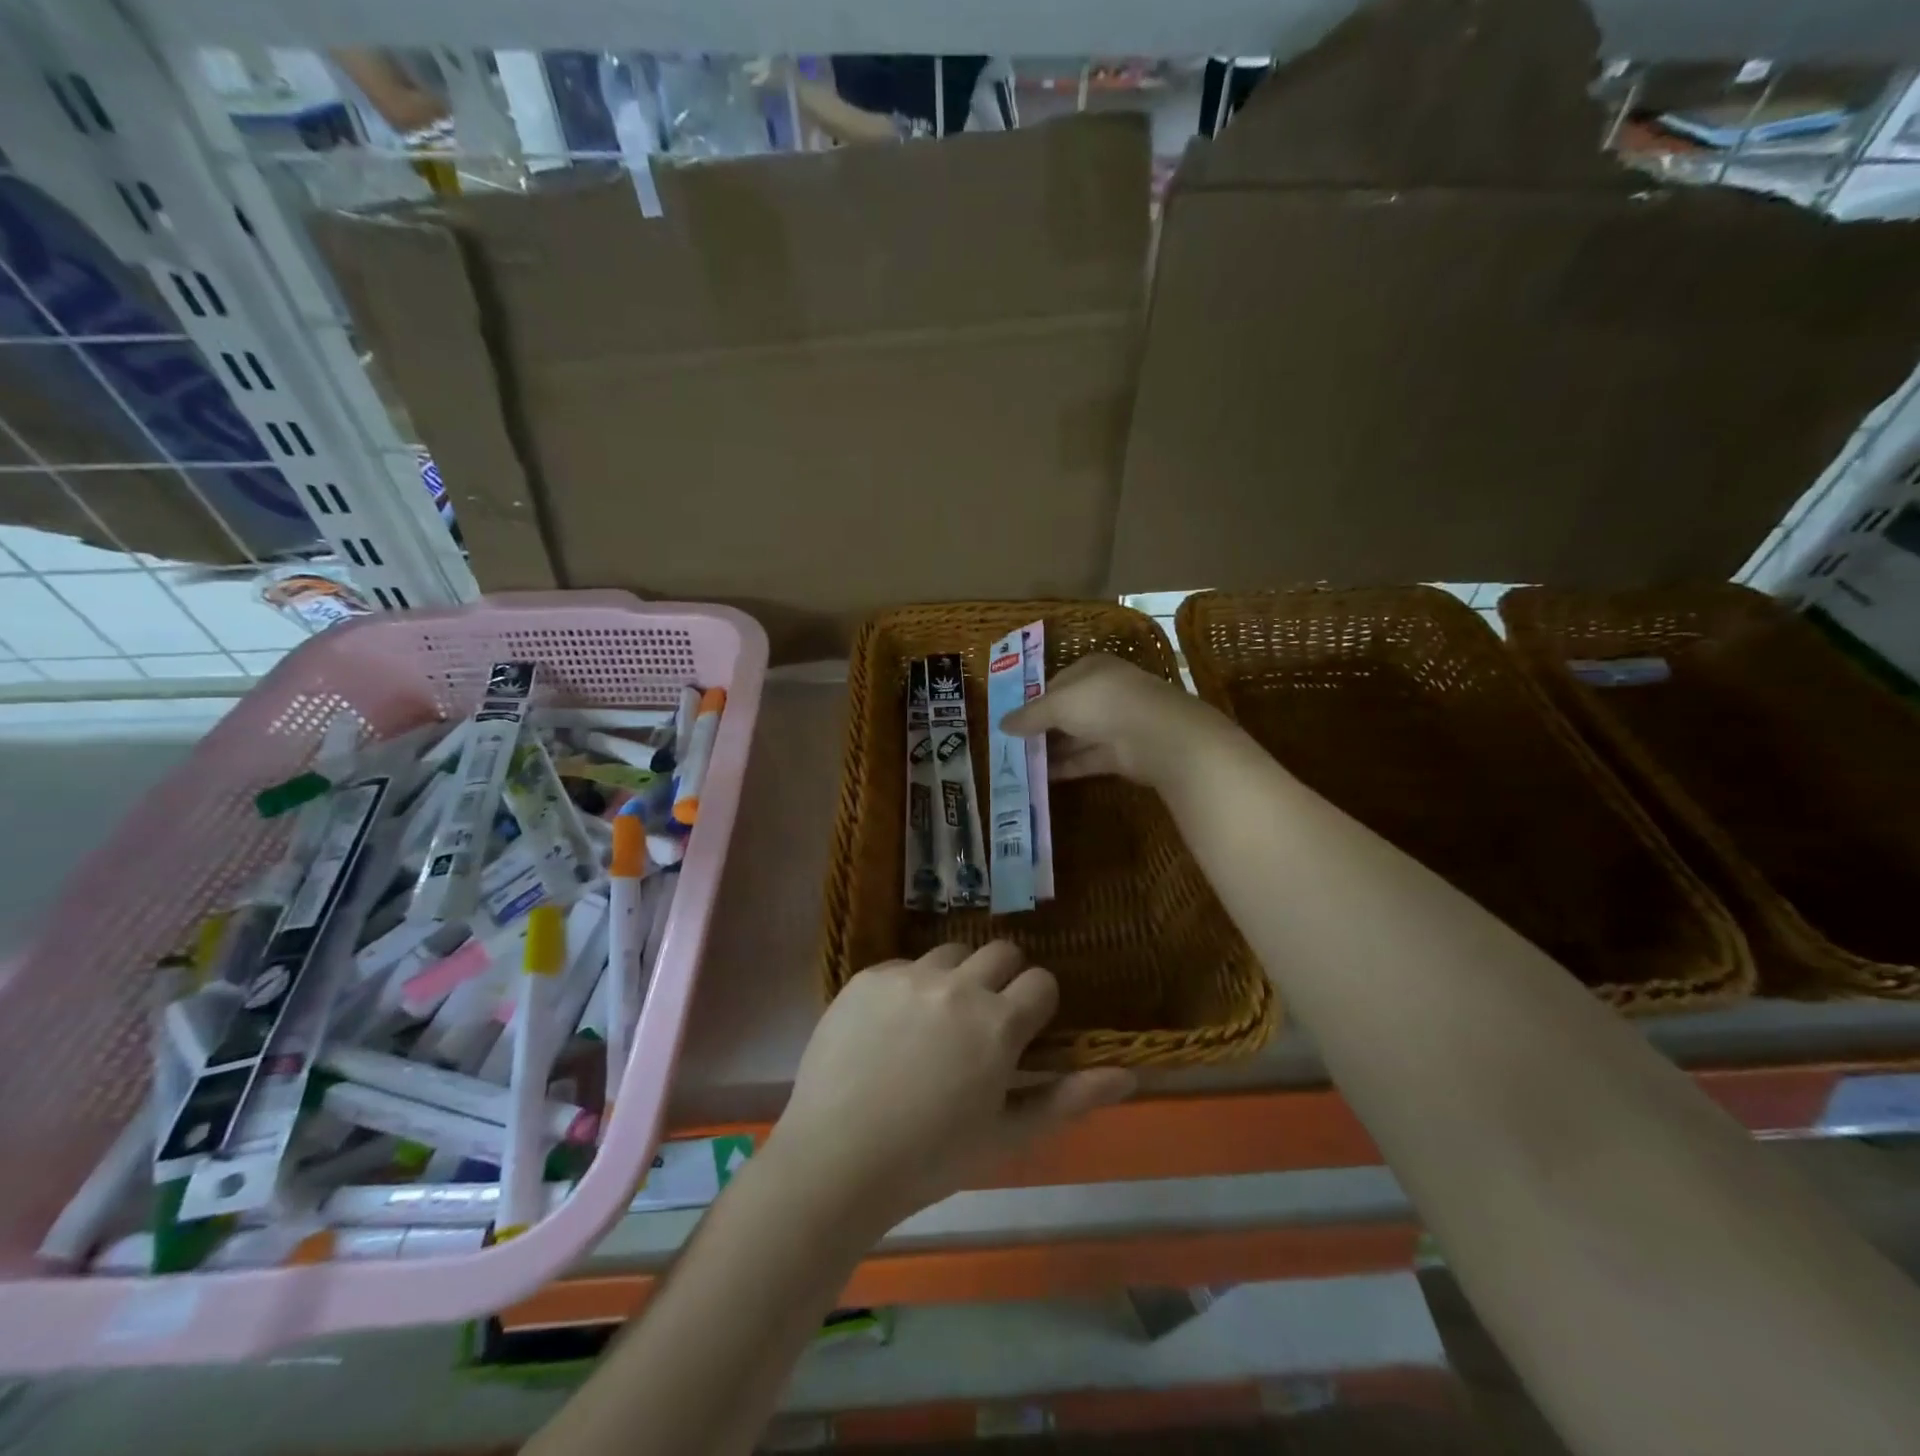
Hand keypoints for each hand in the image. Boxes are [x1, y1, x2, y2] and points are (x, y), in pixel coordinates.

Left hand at [767, 943, 1135, 1239]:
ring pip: (951, 954)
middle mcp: (958, 985)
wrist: (835, 1159)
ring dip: (956, 979)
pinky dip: (909, 988)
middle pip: (1001, 952)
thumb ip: (1068, 1098)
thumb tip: (1128, 1075)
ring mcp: (909, 975)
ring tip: (936, 1025)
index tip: (1024, 1031)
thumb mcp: (1007, 1135)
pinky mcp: (868, 976)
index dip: (1038, 1005)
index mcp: (997, 1023)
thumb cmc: (930, 1159)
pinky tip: (891, 1030)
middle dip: (1003, 980)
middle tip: (984, 1022)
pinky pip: (903, 966)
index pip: (1041, 981)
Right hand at [1002, 653, 1226, 788]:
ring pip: (1075, 737)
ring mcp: (1114, 724)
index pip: (1056, 683)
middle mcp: (1104, 693)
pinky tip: (1040, 777)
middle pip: (1066, 711)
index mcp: (1091, 669)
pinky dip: (1065, 767)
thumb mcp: (1058, 703)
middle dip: (1040, 729)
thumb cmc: (1102, 702)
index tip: (1011, 720)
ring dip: (1050, 750)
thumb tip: (1001, 724)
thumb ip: (1029, 715)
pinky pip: (1086, 759)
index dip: (1033, 700)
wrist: (1156, 734)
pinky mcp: (1120, 754)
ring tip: (1018, 765)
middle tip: (1010, 745)